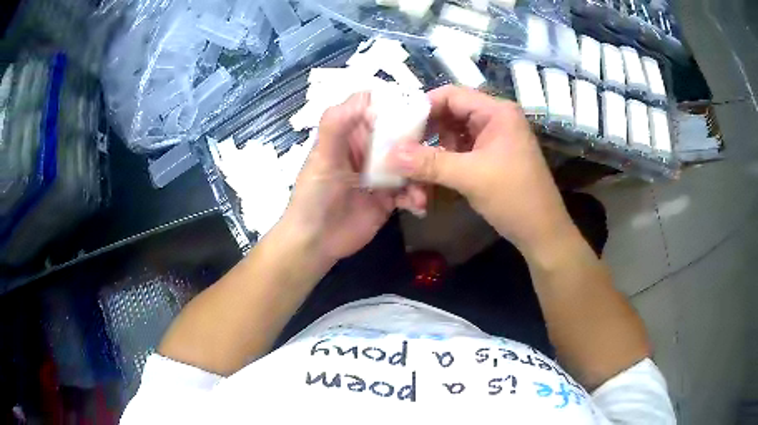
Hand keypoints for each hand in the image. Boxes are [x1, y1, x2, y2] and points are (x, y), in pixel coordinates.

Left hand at [281, 93, 426, 262]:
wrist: (315, 243)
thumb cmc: (313, 197)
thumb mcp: (322, 159)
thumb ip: (336, 126)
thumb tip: (366, 95)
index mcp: (349, 134)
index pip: (374, 108)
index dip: (393, 106)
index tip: (414, 112)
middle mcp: (367, 150)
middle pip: (398, 133)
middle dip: (415, 142)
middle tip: (427, 153)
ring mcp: (381, 174)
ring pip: (410, 162)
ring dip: (419, 173)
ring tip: (420, 188)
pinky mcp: (390, 197)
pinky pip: (411, 190)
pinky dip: (417, 196)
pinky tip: (417, 205)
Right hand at [386, 85, 575, 254]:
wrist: (542, 232)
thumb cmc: (514, 198)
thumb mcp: (471, 177)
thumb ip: (429, 163)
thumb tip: (389, 154)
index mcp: (497, 112)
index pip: (451, 95)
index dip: (422, 107)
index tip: (398, 127)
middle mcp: (494, 119)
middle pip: (449, 114)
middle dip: (425, 133)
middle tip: (400, 150)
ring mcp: (492, 139)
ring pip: (452, 135)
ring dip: (432, 153)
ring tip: (413, 172)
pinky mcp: (489, 157)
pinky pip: (459, 152)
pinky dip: (443, 163)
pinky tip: (429, 179)